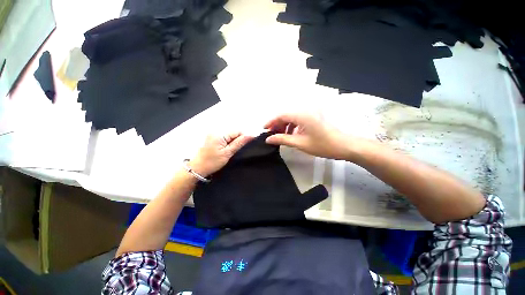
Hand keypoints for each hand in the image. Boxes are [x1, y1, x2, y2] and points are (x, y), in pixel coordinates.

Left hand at [189, 132, 253, 176]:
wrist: (197, 168)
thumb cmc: (212, 162)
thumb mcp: (228, 153)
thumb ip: (239, 143)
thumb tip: (251, 135)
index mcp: (219, 134)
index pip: (237, 131)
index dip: (244, 137)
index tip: (247, 145)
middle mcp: (216, 130)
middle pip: (233, 132)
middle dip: (238, 139)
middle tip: (236, 150)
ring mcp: (213, 133)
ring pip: (229, 135)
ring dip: (233, 141)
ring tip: (231, 150)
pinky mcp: (212, 136)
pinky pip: (224, 136)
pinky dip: (228, 142)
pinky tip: (226, 149)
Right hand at [264, 113, 352, 159]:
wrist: (343, 145)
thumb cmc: (322, 145)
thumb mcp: (300, 143)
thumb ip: (282, 139)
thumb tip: (268, 139)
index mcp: (302, 115)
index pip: (281, 115)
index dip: (271, 121)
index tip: (264, 130)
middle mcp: (305, 110)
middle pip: (285, 115)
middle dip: (277, 124)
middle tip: (271, 135)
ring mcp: (309, 114)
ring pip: (291, 117)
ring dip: (284, 126)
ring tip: (280, 136)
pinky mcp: (312, 118)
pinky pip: (297, 120)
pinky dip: (291, 126)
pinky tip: (290, 135)